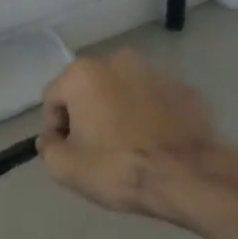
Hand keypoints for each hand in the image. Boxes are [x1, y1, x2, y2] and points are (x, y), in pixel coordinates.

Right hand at [39, 51, 235, 221]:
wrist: (190, 177)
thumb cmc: (118, 168)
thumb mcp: (65, 168)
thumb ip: (47, 147)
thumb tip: (53, 139)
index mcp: (82, 74)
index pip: (53, 99)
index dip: (55, 128)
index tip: (67, 152)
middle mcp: (116, 61)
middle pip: (87, 90)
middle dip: (86, 115)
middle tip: (95, 149)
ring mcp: (154, 71)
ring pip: (121, 92)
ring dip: (117, 112)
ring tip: (127, 146)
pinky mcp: (183, 88)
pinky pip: (153, 100)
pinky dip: (147, 115)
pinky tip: (154, 143)